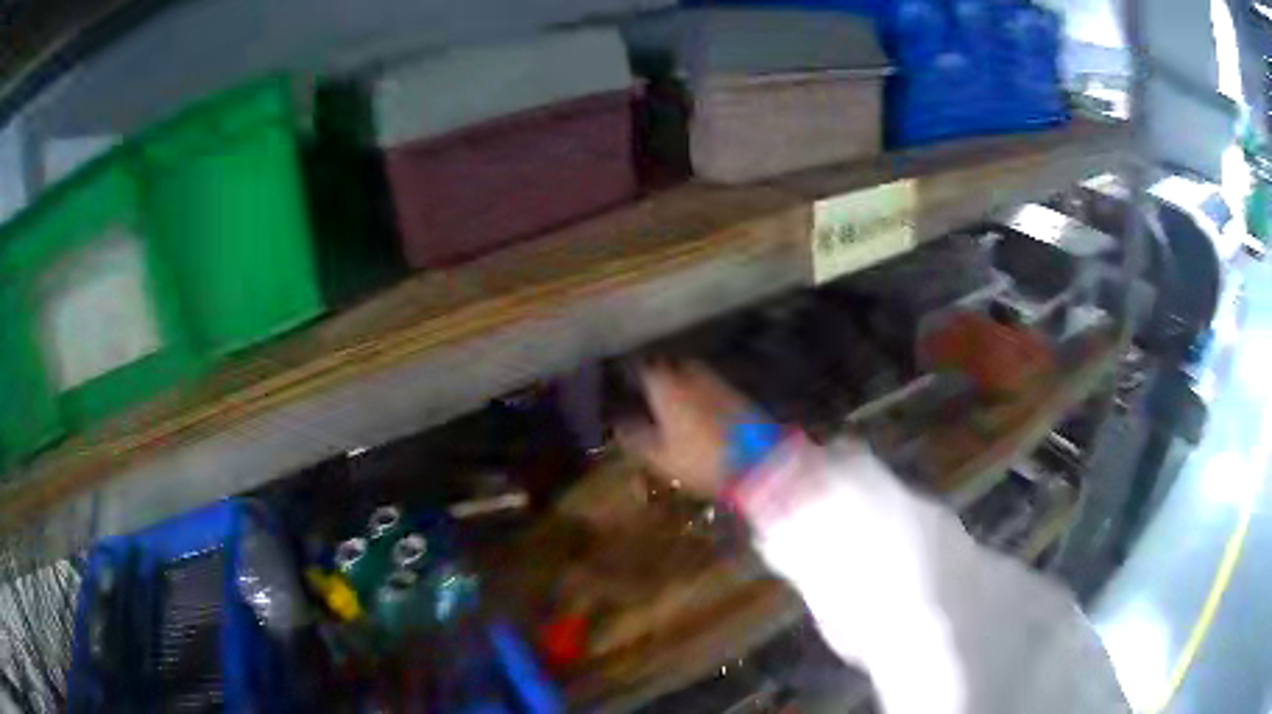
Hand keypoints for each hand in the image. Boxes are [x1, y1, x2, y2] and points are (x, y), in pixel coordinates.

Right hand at [617, 362, 757, 497]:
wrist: (759, 462)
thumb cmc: (701, 461)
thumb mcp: (660, 457)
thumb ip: (636, 438)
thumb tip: (619, 424)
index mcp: (666, 387)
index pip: (643, 368)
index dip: (632, 375)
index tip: (625, 384)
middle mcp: (691, 376)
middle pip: (670, 365)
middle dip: (660, 373)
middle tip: (650, 389)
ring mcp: (718, 382)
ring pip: (693, 372)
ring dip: (682, 380)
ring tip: (674, 400)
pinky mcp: (739, 393)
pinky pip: (711, 385)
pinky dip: (702, 391)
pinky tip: (701, 410)